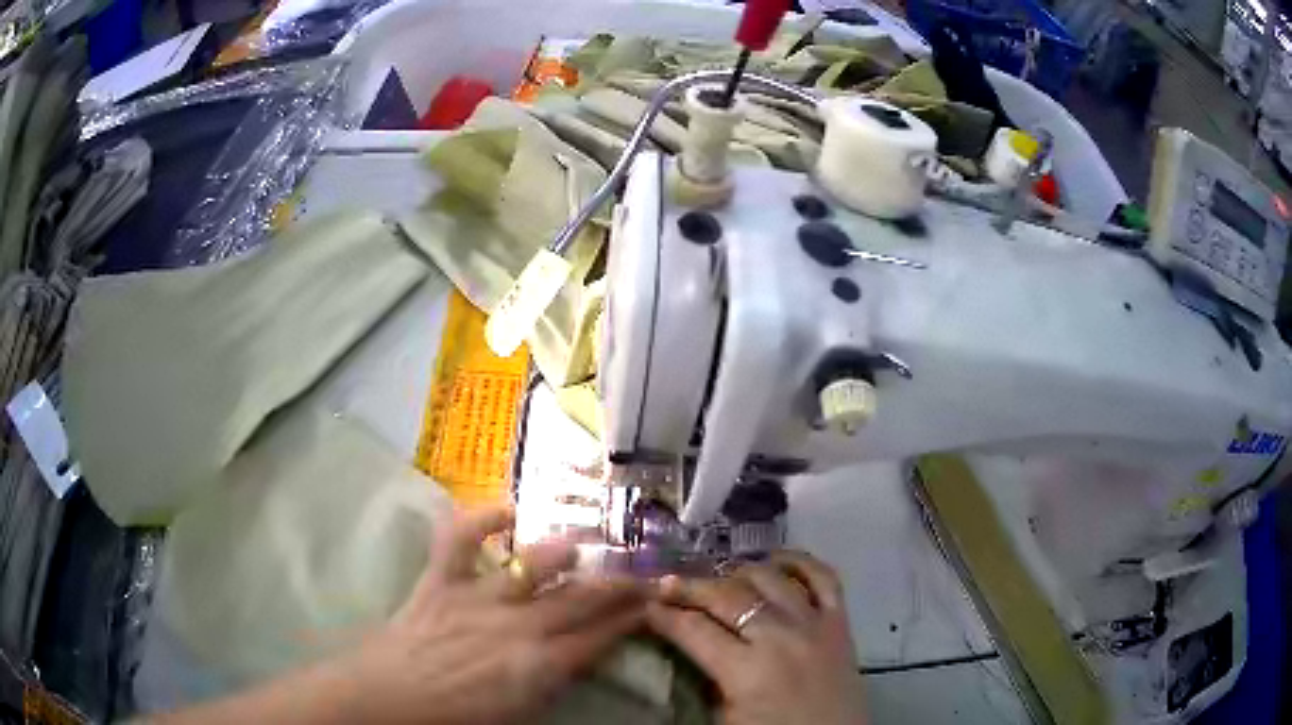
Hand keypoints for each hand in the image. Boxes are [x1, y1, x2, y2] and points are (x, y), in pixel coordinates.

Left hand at [337, 506, 646, 724]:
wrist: (389, 701)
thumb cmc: (457, 718)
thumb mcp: (522, 713)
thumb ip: (555, 681)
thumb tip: (581, 655)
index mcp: (540, 664)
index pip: (601, 636)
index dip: (631, 618)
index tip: (653, 602)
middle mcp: (518, 624)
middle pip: (582, 598)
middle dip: (618, 584)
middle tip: (642, 571)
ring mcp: (478, 597)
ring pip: (533, 564)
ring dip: (561, 551)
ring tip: (582, 543)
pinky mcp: (441, 580)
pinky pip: (460, 539)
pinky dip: (480, 518)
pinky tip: (506, 509)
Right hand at [648, 552, 866, 724]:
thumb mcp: (726, 718)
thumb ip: (707, 679)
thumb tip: (689, 645)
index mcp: (746, 670)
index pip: (694, 630)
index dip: (665, 616)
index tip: (646, 606)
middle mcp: (780, 637)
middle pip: (726, 596)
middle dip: (690, 587)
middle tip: (668, 584)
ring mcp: (813, 624)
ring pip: (770, 578)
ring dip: (739, 572)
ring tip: (719, 577)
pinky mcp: (840, 622)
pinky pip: (824, 578)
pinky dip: (801, 562)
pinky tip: (778, 561)